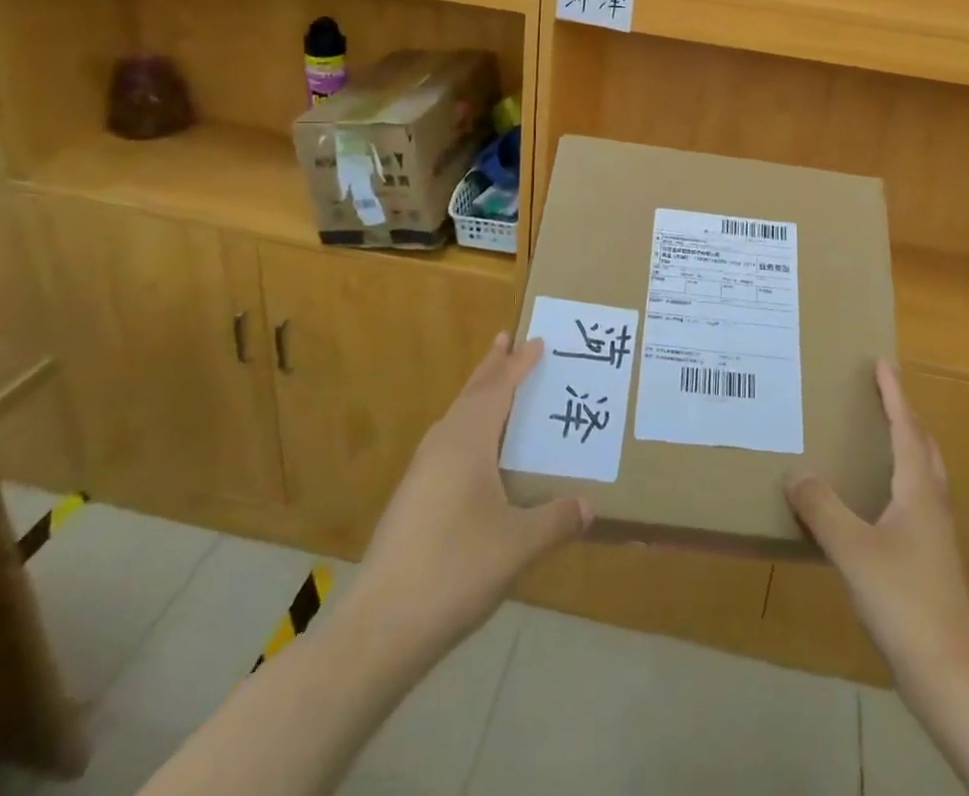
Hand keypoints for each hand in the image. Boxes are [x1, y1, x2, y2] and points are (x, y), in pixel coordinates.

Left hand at [351, 333, 589, 664]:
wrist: (379, 629)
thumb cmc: (455, 570)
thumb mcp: (518, 546)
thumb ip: (556, 521)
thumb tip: (589, 507)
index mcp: (467, 443)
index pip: (498, 390)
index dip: (518, 365)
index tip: (536, 341)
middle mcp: (441, 447)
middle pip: (470, 395)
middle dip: (490, 368)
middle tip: (505, 340)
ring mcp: (420, 474)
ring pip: (454, 420)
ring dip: (475, 398)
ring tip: (493, 389)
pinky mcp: (410, 501)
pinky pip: (445, 445)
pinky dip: (466, 430)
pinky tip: (472, 456)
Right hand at [786, 362, 968, 695]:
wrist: (952, 676)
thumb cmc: (905, 601)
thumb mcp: (853, 551)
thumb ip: (823, 510)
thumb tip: (796, 474)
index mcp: (918, 491)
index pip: (906, 429)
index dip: (894, 394)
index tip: (882, 363)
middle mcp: (932, 505)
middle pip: (924, 447)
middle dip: (905, 416)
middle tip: (881, 395)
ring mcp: (936, 536)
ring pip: (924, 476)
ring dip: (906, 448)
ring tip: (878, 439)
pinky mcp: (932, 563)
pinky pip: (915, 502)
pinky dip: (899, 482)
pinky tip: (875, 504)